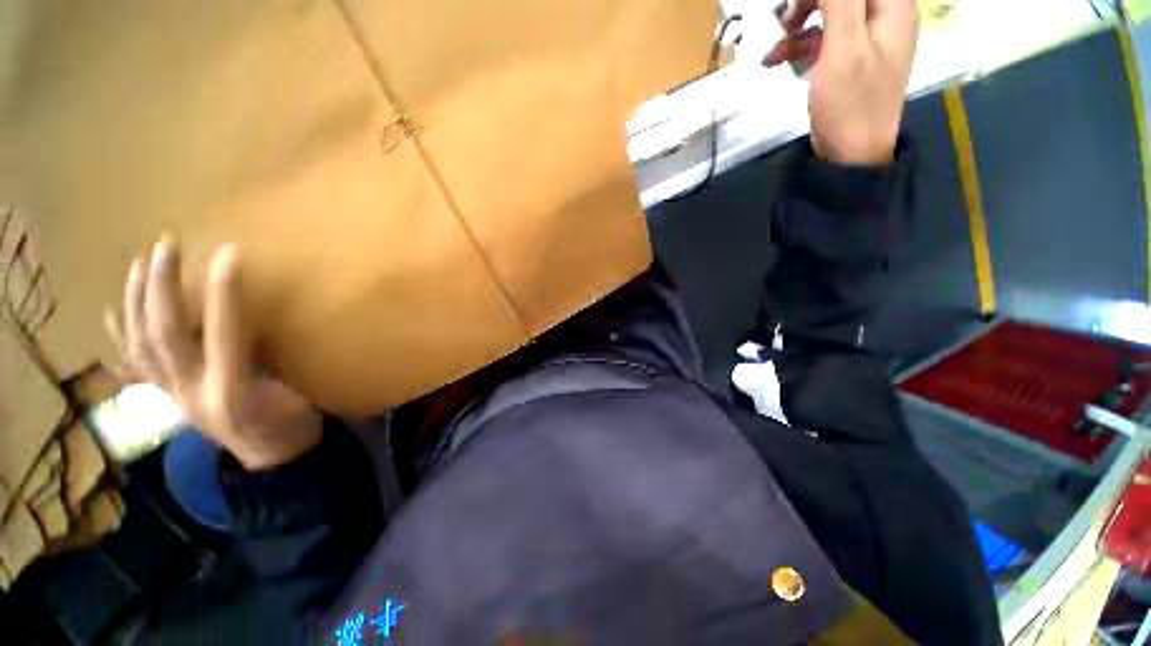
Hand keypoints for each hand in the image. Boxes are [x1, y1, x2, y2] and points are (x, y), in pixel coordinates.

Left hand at [105, 239, 321, 470]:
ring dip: (136, 300)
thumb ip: (281, 358)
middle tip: (166, 246)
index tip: (228, 254)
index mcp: (233, 391)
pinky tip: (112, 311)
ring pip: (139, 343)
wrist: (270, 460)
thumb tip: (268, 319)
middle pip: (164, 334)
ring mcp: (172, 395)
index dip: (225, 292)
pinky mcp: (166, 397)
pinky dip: (119, 335)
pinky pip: (132, 364)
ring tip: (140, 265)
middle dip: (161, 287)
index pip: (224, 333)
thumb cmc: (294, 425)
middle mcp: (191, 391)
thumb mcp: (304, 393)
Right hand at [764, 0, 918, 164]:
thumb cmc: (851, 101)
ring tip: (775, 46)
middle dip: (809, 2)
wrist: (850, 153)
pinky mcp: (848, 60)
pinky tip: (775, 58)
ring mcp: (865, 39)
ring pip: (829, 13)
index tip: (796, 4)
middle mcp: (882, 16)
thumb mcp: (844, 45)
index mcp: (892, 6)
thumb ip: (839, 1)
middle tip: (784, 19)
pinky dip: (798, 45)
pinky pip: (823, 39)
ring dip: (798, 24)